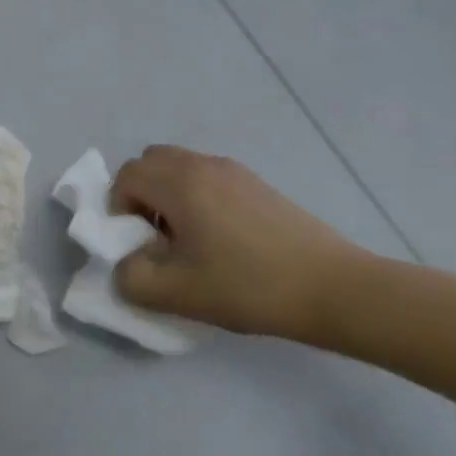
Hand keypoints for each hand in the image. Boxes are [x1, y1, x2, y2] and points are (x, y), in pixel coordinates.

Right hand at [109, 147, 371, 339]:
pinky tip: (222, 238)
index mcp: (179, 182)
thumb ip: (132, 279)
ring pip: (179, 166)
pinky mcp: (257, 184)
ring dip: (168, 194)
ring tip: (189, 238)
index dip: (120, 209)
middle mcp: (201, 165)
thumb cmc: (249, 286)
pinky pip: (207, 176)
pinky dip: (196, 195)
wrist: (335, 289)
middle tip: (157, 237)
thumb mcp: (178, 294)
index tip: (140, 245)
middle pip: (150, 162)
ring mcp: (233, 171)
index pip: (126, 177)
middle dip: (141, 194)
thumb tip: (126, 264)